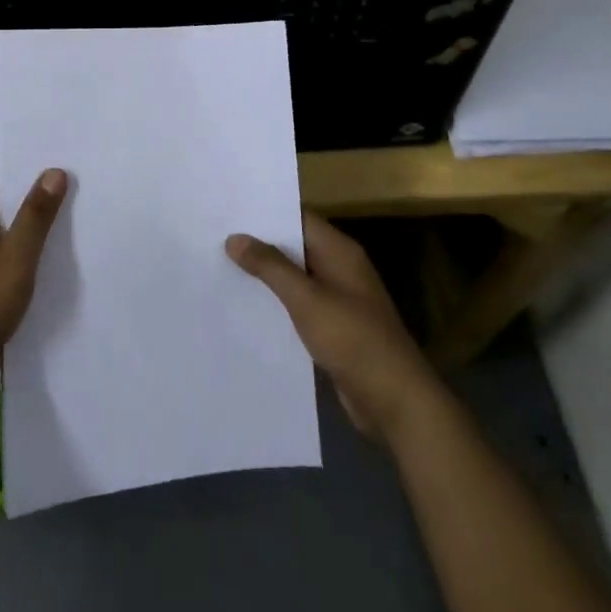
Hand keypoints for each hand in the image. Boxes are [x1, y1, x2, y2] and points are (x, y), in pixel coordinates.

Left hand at [0, 136, 67, 403]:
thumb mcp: (13, 259)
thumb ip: (35, 216)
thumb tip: (55, 169)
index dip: (11, 135)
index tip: (46, 122)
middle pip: (2, 185)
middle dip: (33, 169)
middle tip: (76, 153)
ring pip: (11, 218)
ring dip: (38, 205)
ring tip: (80, 189)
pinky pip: (15, 248)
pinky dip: (37, 239)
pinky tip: (66, 241)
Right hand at [226, 213, 438, 441]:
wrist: (395, 401)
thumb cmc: (353, 339)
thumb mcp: (307, 299)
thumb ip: (270, 267)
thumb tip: (235, 238)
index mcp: (340, 252)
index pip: (299, 218)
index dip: (266, 213)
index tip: (230, 210)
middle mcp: (340, 269)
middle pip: (295, 246)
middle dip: (260, 244)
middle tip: (216, 237)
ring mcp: (338, 300)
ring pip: (295, 278)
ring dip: (266, 276)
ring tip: (221, 268)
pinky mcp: (334, 328)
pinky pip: (299, 306)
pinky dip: (277, 304)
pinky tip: (246, 307)